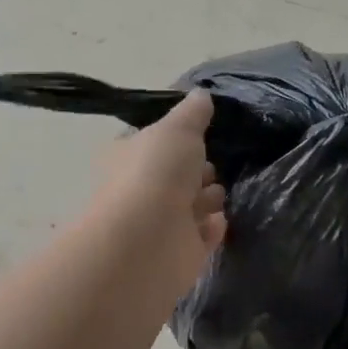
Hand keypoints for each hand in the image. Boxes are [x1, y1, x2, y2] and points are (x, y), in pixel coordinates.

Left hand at [90, 89, 227, 298]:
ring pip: (191, 205)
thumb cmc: (156, 173)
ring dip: (208, 199)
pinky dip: (211, 228)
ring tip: (215, 195)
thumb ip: (193, 112)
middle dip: (198, 170)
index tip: (200, 135)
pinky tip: (218, 220)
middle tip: (210, 167)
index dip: (177, 140)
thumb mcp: (178, 128)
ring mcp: (159, 224)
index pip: (154, 144)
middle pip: (176, 175)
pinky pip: (202, 236)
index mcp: (129, 156)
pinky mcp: (179, 254)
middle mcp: (140, 190)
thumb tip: (201, 94)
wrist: (148, 240)